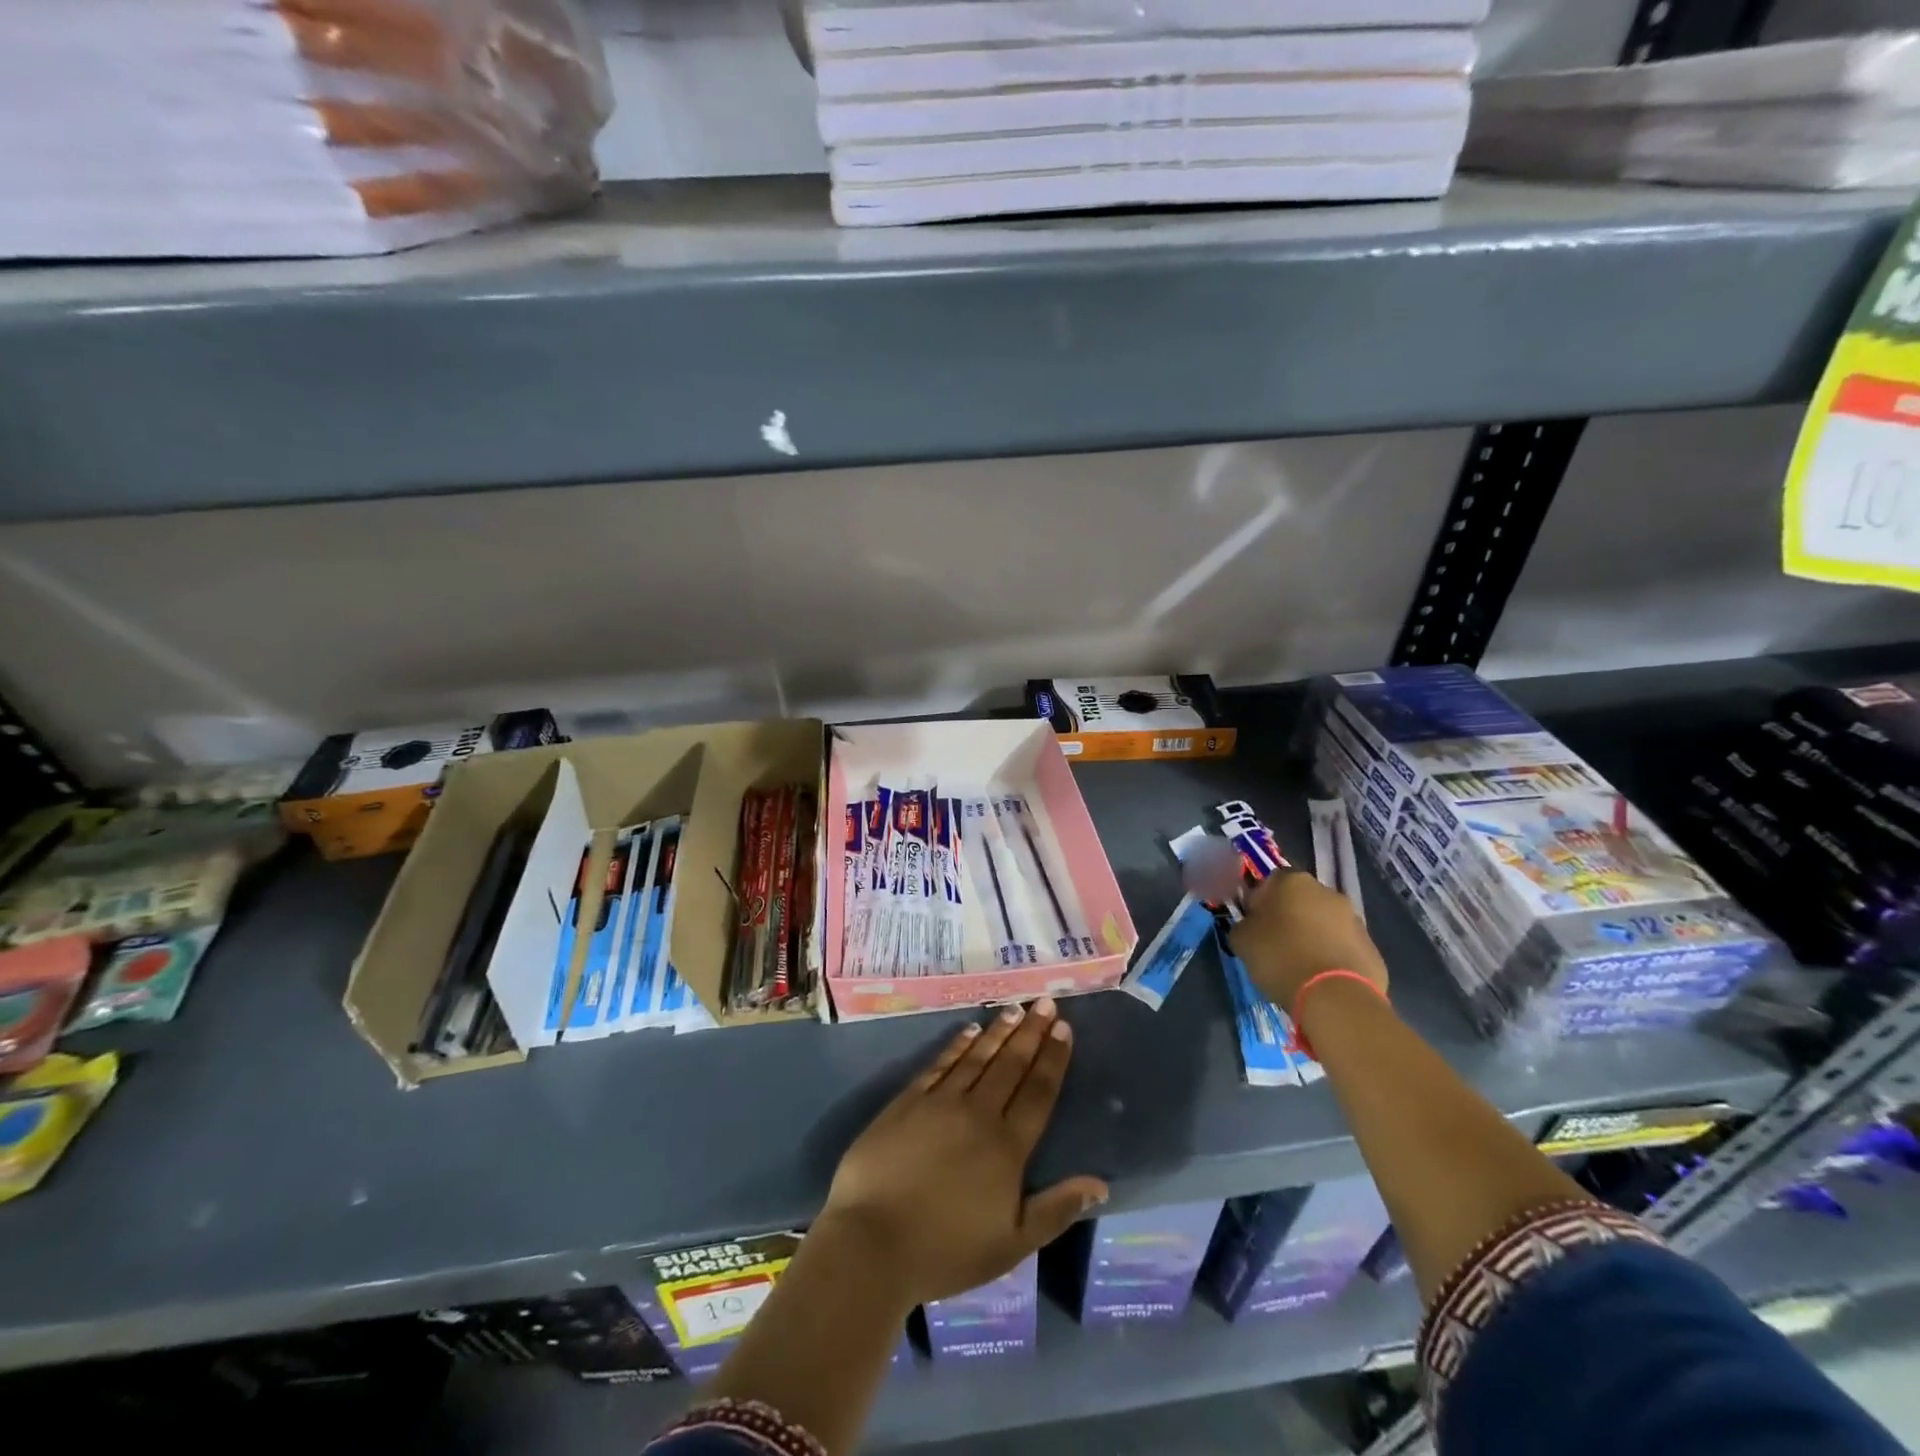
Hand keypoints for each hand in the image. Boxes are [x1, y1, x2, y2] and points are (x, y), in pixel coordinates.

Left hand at [817, 998, 1108, 1307]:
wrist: (872, 1243)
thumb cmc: (945, 1252)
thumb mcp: (1011, 1245)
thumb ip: (1055, 1210)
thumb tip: (1099, 1183)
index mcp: (1007, 1148)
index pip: (1038, 1093)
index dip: (1053, 1059)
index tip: (1064, 1029)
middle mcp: (978, 1114)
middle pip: (1011, 1065)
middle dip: (1031, 1032)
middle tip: (1045, 1003)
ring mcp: (940, 1103)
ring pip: (978, 1057)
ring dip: (999, 1032)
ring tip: (1015, 1009)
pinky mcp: (908, 1101)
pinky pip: (940, 1064)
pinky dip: (958, 1045)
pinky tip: (970, 1030)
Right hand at [1229, 871, 1388, 1013]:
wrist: (1335, 997)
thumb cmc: (1280, 958)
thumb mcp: (1241, 940)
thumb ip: (1244, 924)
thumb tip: (1251, 925)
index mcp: (1292, 881)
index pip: (1268, 882)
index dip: (1258, 902)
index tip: (1253, 925)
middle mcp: (1326, 891)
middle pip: (1300, 900)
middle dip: (1288, 917)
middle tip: (1275, 945)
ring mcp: (1353, 919)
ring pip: (1324, 923)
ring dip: (1312, 936)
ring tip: (1299, 966)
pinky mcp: (1371, 947)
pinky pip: (1343, 946)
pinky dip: (1332, 956)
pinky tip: (1321, 978)